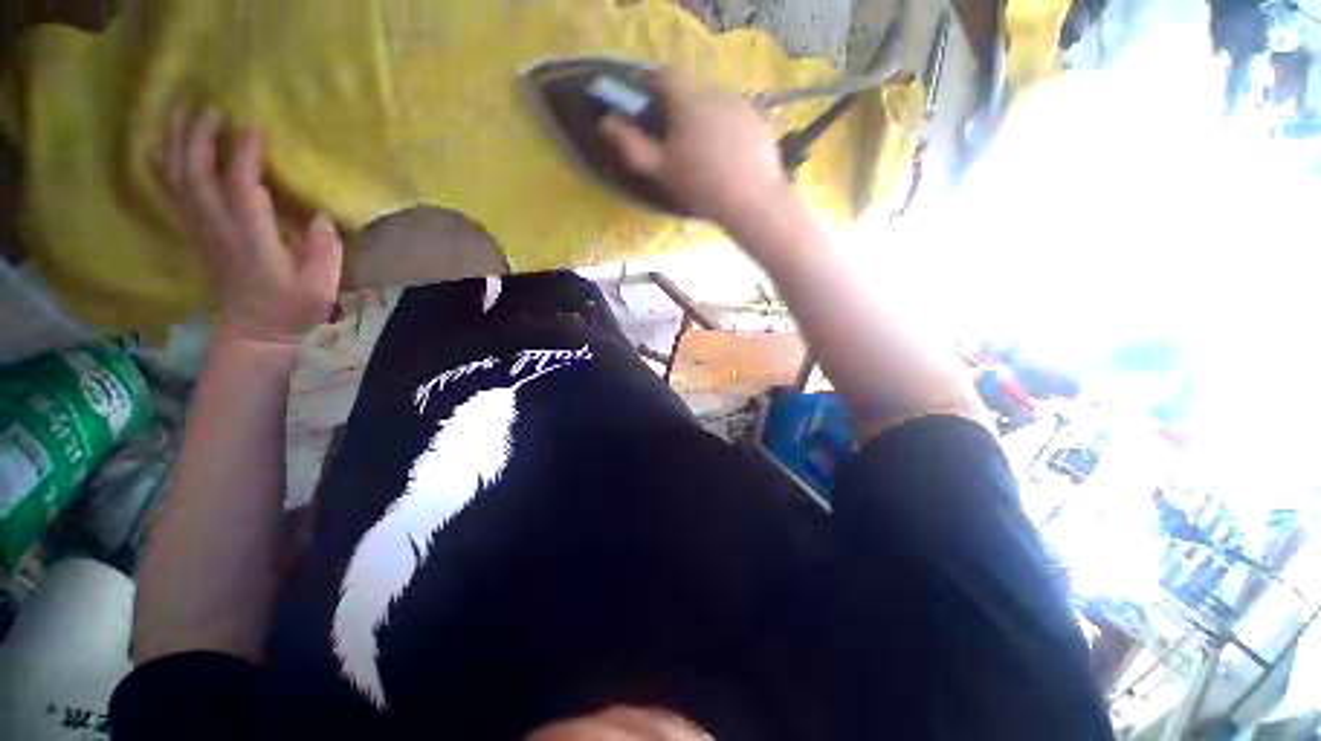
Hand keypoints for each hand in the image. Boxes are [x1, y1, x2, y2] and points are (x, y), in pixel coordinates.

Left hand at [156, 105, 342, 347]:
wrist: (255, 331)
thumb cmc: (293, 308)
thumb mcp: (322, 285)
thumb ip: (325, 250)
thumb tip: (321, 216)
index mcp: (251, 239)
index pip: (240, 186)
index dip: (244, 153)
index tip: (254, 125)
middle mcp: (217, 228)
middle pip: (196, 173)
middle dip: (199, 136)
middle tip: (210, 106)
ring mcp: (200, 230)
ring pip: (177, 178)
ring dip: (176, 142)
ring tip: (182, 112)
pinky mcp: (194, 233)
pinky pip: (171, 192)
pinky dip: (163, 164)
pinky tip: (164, 145)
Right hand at [598, 69, 793, 226]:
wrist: (751, 200)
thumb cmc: (700, 185)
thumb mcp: (660, 170)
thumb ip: (631, 144)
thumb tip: (605, 122)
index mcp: (687, 99)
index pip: (664, 74)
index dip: (652, 87)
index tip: (648, 109)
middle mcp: (715, 91)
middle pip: (690, 89)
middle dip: (679, 107)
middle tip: (676, 140)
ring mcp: (741, 104)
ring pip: (714, 102)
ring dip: (703, 117)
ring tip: (704, 152)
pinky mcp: (758, 120)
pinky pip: (734, 115)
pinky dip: (726, 127)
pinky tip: (728, 155)